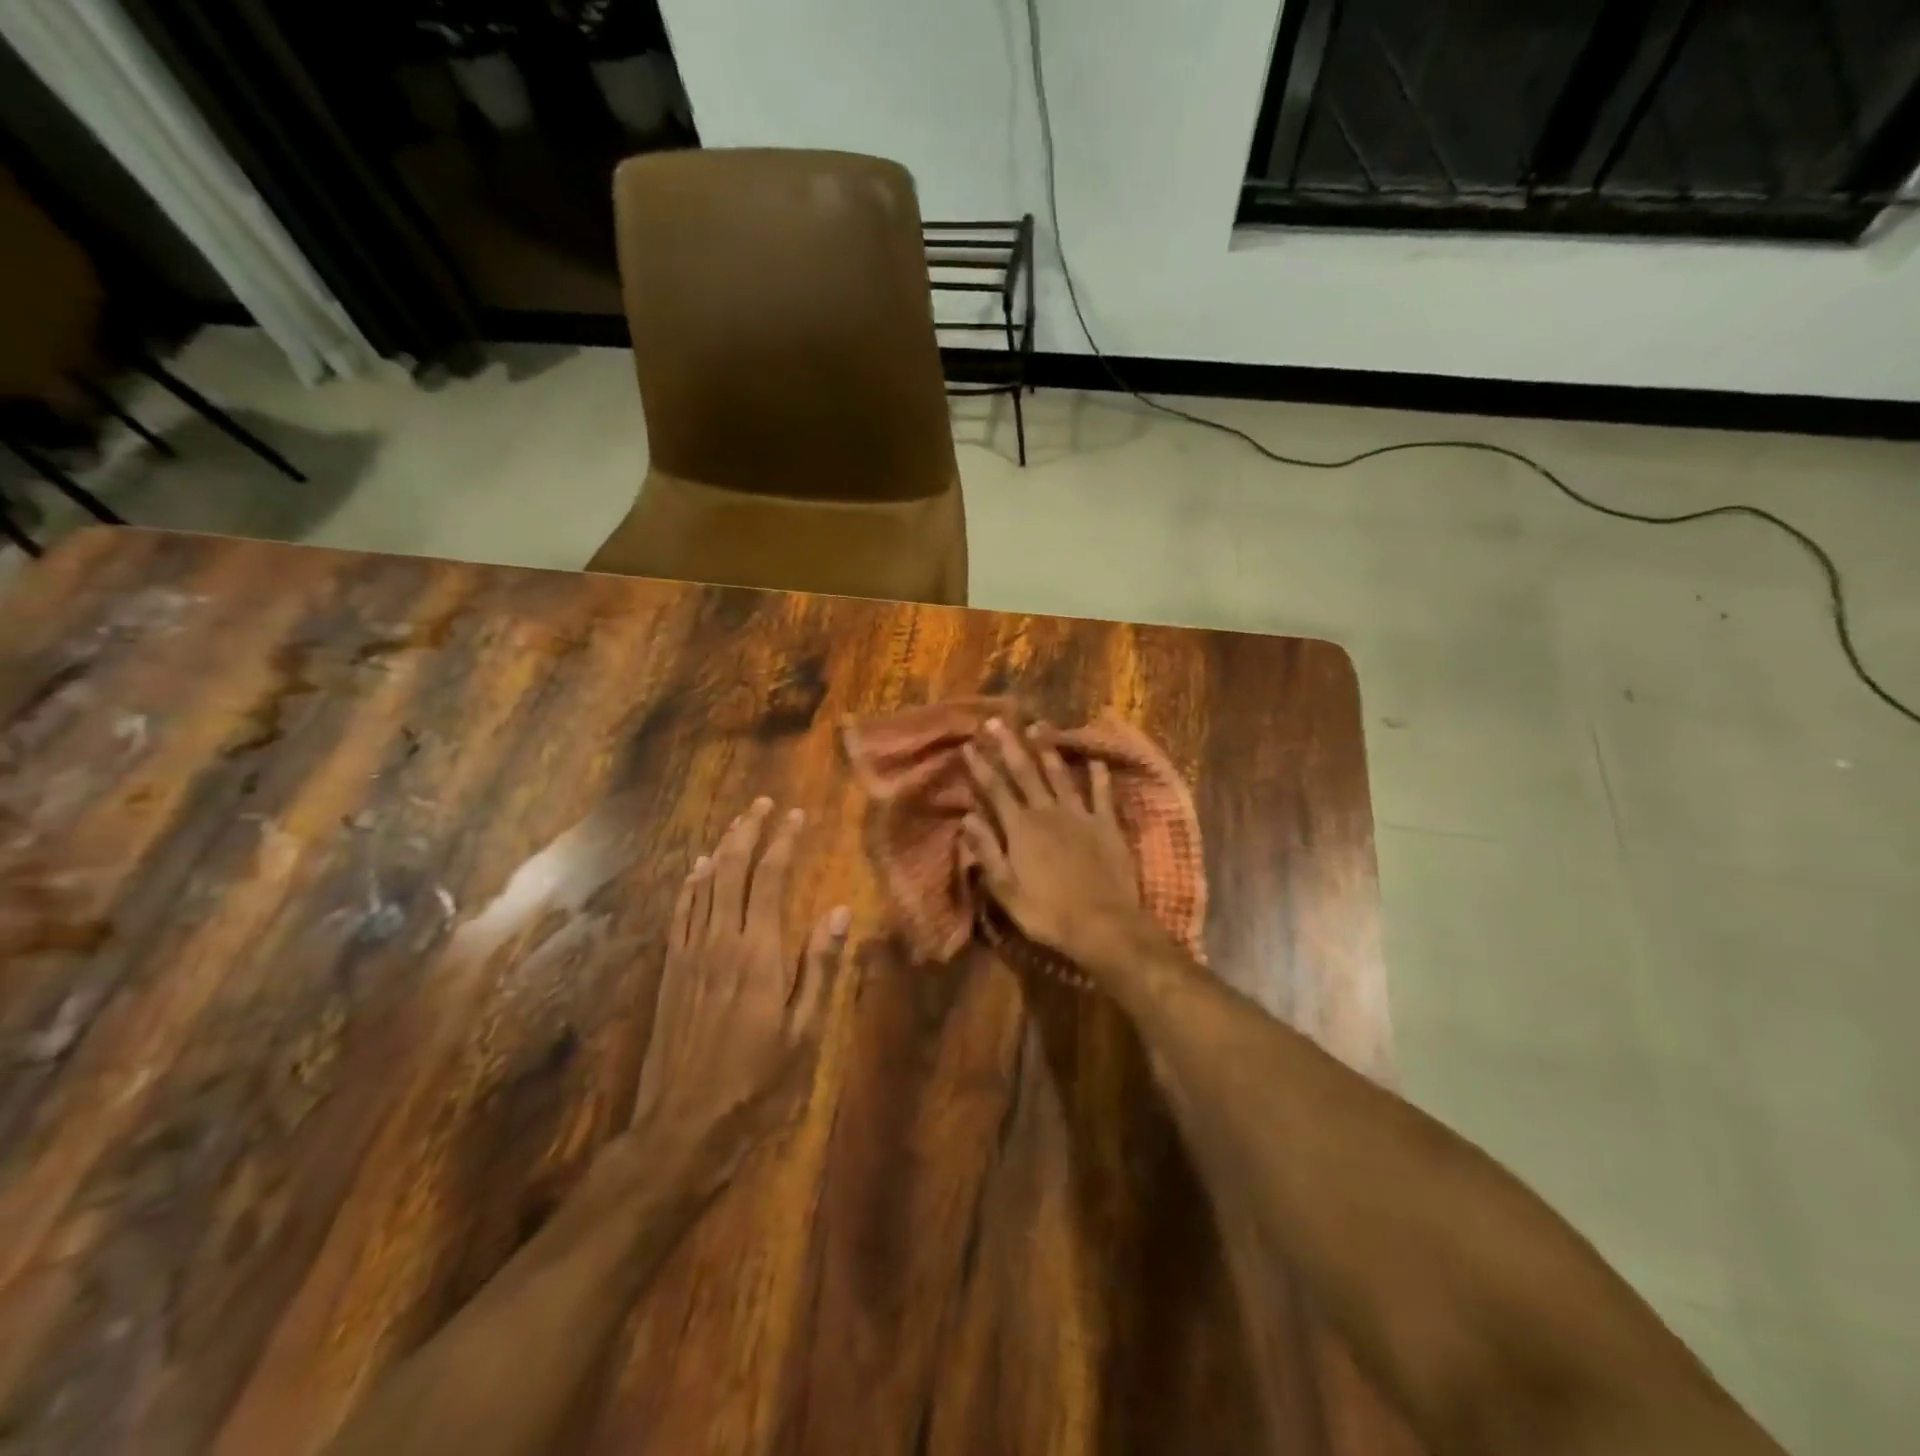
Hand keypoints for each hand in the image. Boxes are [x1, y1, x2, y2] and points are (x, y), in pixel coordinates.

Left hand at [629, 799, 848, 1188]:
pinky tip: (697, 869)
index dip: (783, 842)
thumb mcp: (803, 1032)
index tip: (796, 815)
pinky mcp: (671, 970)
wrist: (683, 1126)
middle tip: (762, 804)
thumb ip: (819, 968)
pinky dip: (691, 884)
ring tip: (737, 823)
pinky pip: (680, 913)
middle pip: (733, 870)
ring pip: (704, 885)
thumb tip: (836, 912)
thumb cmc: (756, 1081)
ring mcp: (690, 954)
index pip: (770, 879)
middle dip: (749, 831)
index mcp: (758, 953)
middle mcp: (721, 941)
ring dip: (721, 848)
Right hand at [959, 718, 1151, 971]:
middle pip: (1025, 773)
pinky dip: (1099, 777)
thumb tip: (966, 819)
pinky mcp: (1107, 825)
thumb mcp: (1005, 888)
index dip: (981, 767)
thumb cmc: (1047, 912)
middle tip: (996, 721)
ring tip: (1038, 726)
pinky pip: (1102, 795)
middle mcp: (1048, 812)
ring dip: (1048, 750)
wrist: (1102, 924)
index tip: (969, 745)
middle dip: (1009, 746)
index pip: (995, 790)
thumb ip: (987, 851)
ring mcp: (1080, 816)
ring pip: (1060, 775)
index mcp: (1020, 828)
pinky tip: (1096, 761)